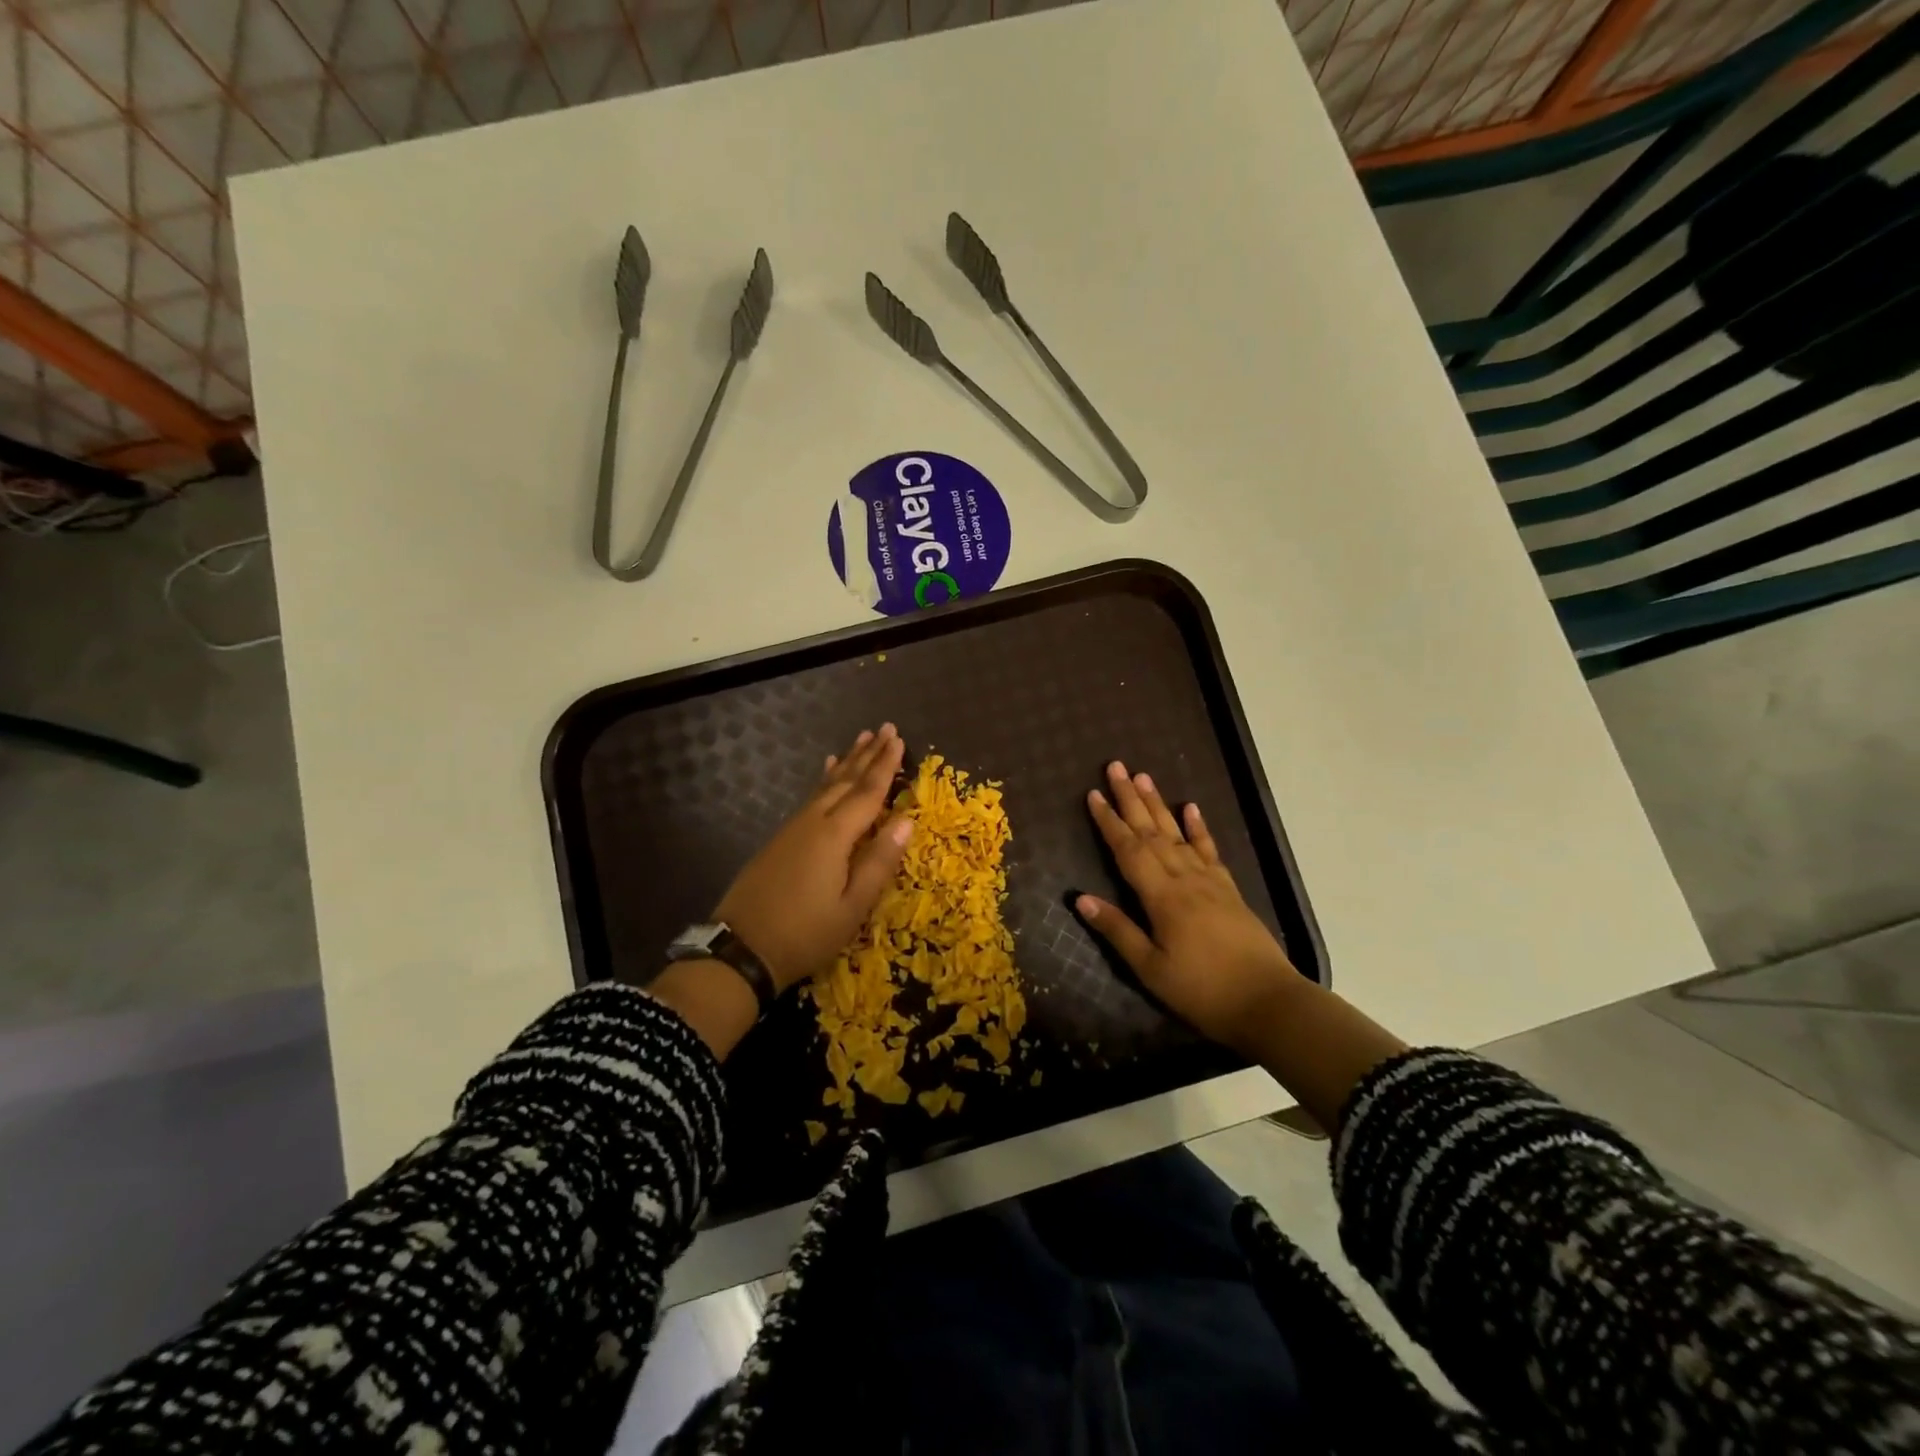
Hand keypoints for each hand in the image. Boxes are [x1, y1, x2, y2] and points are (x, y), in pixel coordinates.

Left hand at [713, 724, 912, 992]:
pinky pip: (810, 797)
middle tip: (886, 728)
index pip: (868, 792)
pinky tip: (825, 772)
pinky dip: (824, 780)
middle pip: (846, 781)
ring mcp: (793, 829)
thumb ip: (879, 861)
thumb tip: (907, 820)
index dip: (885, 765)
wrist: (741, 949)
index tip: (898, 739)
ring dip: (847, 762)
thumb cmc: (805, 933)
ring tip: (861, 739)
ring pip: (826, 786)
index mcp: (835, 836)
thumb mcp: (852, 906)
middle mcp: (814, 822)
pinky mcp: (781, 839)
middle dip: (867, 754)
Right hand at [1075, 761, 1305, 1056]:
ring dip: (1158, 804)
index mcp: (1162, 897)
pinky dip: (1199, 828)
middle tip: (1116, 767)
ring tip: (1144, 776)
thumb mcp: (1151, 968)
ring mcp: (1210, 881)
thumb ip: (1118, 930)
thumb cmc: (1202, 991)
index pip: (1128, 850)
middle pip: (1152, 832)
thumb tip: (1080, 898)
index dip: (1109, 822)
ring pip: (1177, 834)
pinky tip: (1190, 808)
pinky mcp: (1229, 890)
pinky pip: (1209, 851)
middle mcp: (1185, 879)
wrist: (1268, 1003)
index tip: (1093, 794)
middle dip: (1131, 799)